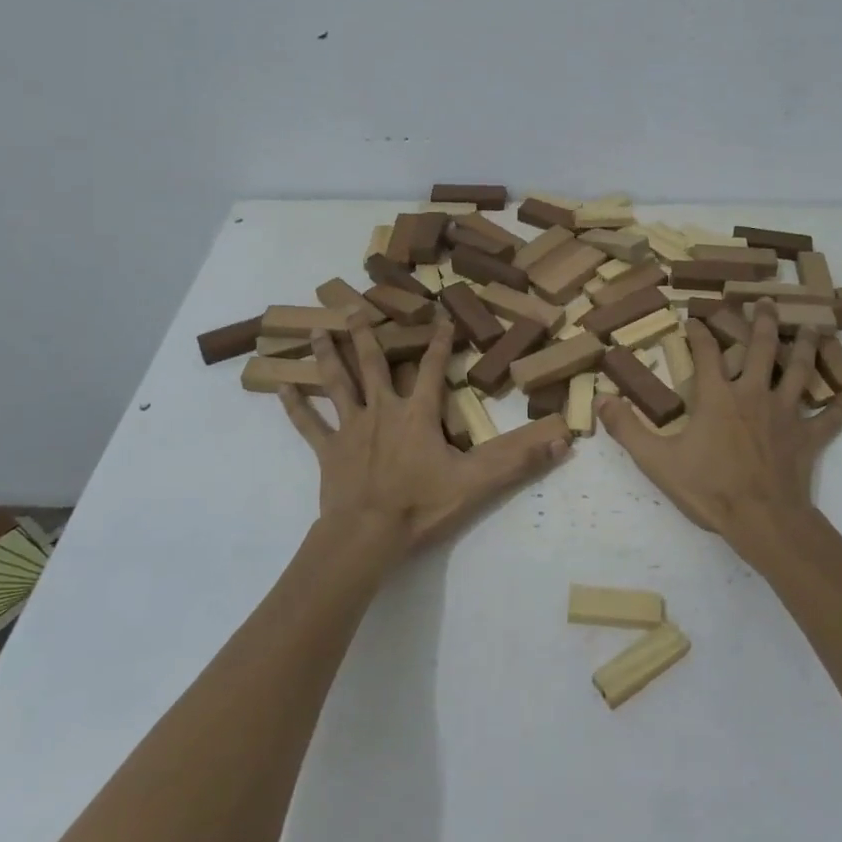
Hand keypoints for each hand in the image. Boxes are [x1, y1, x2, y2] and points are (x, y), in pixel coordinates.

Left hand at [277, 315, 570, 558]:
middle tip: (354, 306)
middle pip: (372, 364)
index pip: (432, 369)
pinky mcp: (328, 452)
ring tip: (314, 329)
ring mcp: (351, 429)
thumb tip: (563, 439)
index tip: (440, 314)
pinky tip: (279, 388)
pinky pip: (308, 424)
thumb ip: (517, 458)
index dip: (439, 341)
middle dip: (366, 333)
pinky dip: (295, 407)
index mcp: (417, 414)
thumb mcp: (476, 481)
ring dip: (327, 356)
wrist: (367, 536)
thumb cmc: (421, 505)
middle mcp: (382, 411)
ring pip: (337, 384)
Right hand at [597, 302, 841, 559]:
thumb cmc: (709, 488)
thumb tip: (601, 399)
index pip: (707, 352)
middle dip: (762, 321)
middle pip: (762, 348)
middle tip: (766, 301)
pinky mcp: (807, 438)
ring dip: (806, 348)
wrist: (763, 521)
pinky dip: (838, 408)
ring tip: (813, 327)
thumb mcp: (657, 461)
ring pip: (800, 371)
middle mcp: (754, 394)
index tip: (694, 316)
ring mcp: (786, 414)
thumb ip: (628, 428)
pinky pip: (828, 419)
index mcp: (718, 396)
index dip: (699, 332)